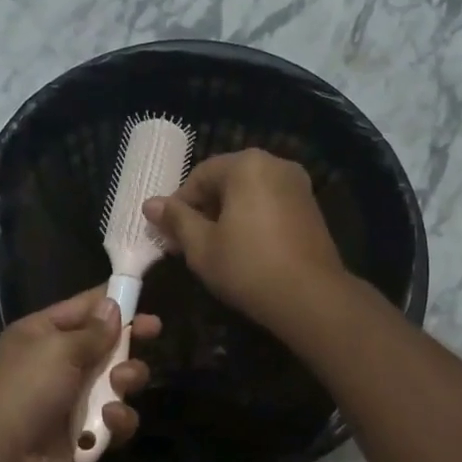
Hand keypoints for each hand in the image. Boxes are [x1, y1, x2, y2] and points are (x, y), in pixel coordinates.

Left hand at [0, 287, 159, 461]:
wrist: (0, 459)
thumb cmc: (26, 390)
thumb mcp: (59, 349)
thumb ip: (93, 331)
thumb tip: (112, 305)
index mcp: (42, 333)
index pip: (83, 307)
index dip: (113, 301)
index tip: (144, 297)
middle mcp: (56, 362)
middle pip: (104, 344)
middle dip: (129, 340)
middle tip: (155, 332)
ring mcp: (70, 398)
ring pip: (115, 381)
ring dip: (126, 380)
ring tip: (122, 384)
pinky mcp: (82, 431)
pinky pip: (112, 417)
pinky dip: (116, 418)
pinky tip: (109, 420)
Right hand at [144, 149, 347, 333]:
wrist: (311, 298)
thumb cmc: (248, 267)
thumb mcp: (201, 246)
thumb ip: (176, 220)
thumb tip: (150, 204)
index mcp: (247, 165)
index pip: (199, 176)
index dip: (179, 205)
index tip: (169, 235)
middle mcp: (275, 164)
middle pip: (226, 180)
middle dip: (204, 209)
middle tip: (188, 243)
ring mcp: (298, 185)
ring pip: (249, 193)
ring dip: (227, 215)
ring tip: (215, 248)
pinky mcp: (311, 207)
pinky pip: (270, 204)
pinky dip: (252, 219)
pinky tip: (244, 249)